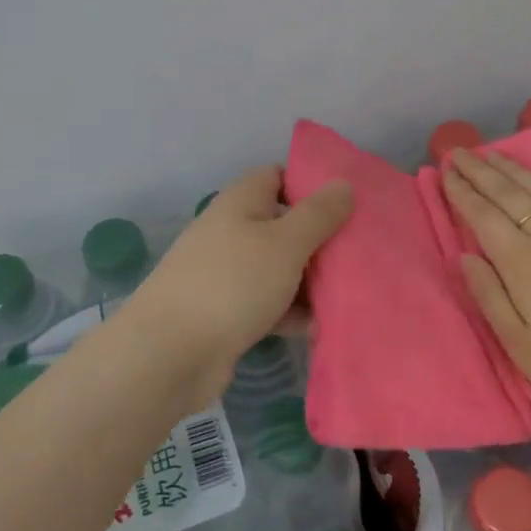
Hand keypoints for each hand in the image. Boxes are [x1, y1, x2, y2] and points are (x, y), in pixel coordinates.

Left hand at [121, 165, 351, 402]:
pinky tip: (321, 328)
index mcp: (240, 203)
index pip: (278, 176)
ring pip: (279, 268)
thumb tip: (343, 184)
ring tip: (352, 293)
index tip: (349, 202)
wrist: (169, 354)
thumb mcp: (285, 243)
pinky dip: (292, 313)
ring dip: (310, 281)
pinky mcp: (227, 313)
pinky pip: (269, 304)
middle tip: (361, 252)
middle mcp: (231, 231)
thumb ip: (318, 214)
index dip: (311, 184)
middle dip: (321, 239)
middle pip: (283, 225)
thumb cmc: (232, 284)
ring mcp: (227, 274)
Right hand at [442, 148, 530, 421]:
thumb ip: (489, 296)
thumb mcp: (520, 345)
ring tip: (493, 153)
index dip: (461, 191)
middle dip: (480, 170)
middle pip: (509, 194)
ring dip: (515, 168)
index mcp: (522, 262)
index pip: (483, 216)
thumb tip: (465, 256)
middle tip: (459, 151)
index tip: (444, 170)